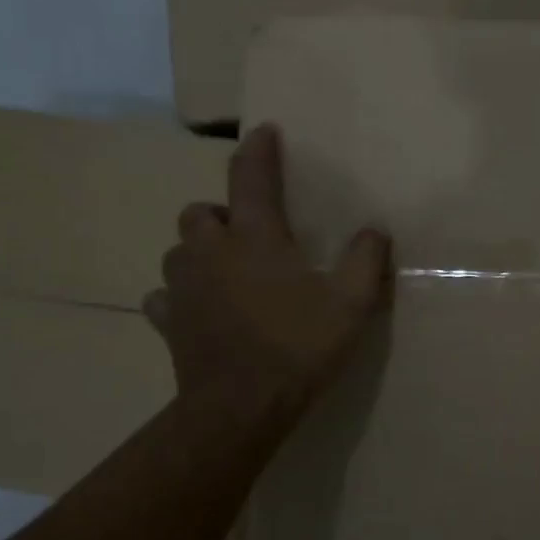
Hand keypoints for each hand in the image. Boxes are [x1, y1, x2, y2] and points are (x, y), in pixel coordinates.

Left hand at [144, 124, 392, 413]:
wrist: (240, 408)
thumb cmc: (298, 347)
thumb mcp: (351, 303)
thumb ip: (367, 260)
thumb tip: (375, 230)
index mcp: (255, 238)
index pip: (252, 177)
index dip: (258, 150)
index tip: (265, 131)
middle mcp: (211, 252)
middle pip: (200, 212)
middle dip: (222, 212)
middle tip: (249, 232)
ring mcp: (183, 288)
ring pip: (178, 251)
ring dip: (200, 251)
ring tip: (225, 269)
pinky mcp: (168, 323)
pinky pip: (163, 297)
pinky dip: (179, 295)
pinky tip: (198, 308)